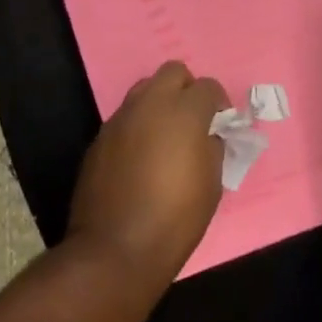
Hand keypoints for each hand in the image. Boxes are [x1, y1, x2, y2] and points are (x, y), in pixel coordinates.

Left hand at [67, 61, 227, 289]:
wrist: (115, 248)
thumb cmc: (175, 218)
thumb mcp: (212, 184)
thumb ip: (212, 147)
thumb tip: (208, 135)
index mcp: (184, 112)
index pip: (208, 87)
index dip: (218, 103)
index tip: (221, 124)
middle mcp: (150, 105)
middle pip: (173, 72)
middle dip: (187, 89)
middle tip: (193, 119)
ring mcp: (121, 119)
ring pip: (145, 89)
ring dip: (160, 103)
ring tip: (166, 136)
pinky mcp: (100, 138)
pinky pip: (125, 117)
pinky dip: (138, 126)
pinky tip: (141, 157)